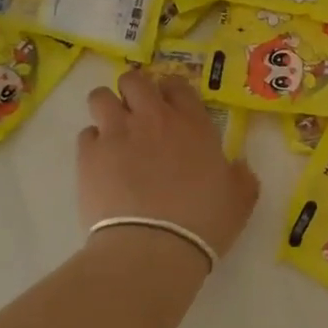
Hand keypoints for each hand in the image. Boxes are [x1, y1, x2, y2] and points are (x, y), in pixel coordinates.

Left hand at [78, 70, 260, 265]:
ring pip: (101, 97)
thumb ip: (241, 176)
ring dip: (107, 109)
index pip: (176, 84)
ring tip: (113, 132)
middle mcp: (152, 117)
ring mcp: (117, 133)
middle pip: (134, 80)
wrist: (154, 247)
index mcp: (192, 123)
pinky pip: (86, 134)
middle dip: (134, 91)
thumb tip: (238, 166)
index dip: (171, 91)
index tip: (171, 107)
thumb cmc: (204, 221)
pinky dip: (93, 144)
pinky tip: (101, 164)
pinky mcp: (89, 155)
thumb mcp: (240, 199)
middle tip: (138, 115)